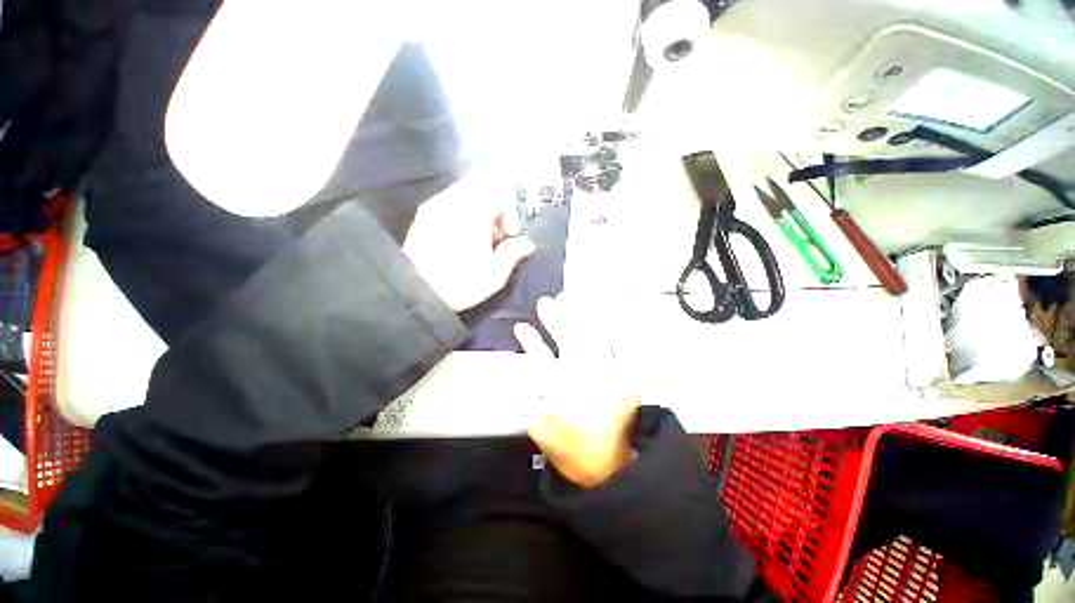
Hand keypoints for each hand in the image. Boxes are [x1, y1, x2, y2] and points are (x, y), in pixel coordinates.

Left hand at [404, 173, 534, 311]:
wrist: (417, 291)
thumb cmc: (460, 283)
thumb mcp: (495, 273)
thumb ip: (513, 253)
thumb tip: (527, 244)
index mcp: (474, 213)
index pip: (500, 192)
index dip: (511, 212)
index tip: (510, 234)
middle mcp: (454, 202)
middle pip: (483, 186)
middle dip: (496, 206)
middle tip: (496, 234)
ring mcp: (436, 206)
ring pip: (465, 191)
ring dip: (479, 208)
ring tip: (479, 237)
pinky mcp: (424, 214)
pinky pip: (450, 200)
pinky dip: (462, 211)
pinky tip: (461, 236)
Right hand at [514, 297, 639, 487]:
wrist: (611, 466)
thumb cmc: (571, 450)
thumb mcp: (539, 431)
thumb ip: (528, 399)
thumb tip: (522, 372)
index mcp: (558, 391)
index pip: (539, 357)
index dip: (529, 340)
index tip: (520, 327)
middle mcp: (580, 377)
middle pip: (566, 339)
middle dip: (554, 318)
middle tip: (546, 302)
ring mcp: (604, 374)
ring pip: (591, 337)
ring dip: (580, 316)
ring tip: (572, 299)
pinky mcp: (622, 377)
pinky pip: (614, 348)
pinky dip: (605, 331)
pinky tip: (599, 318)